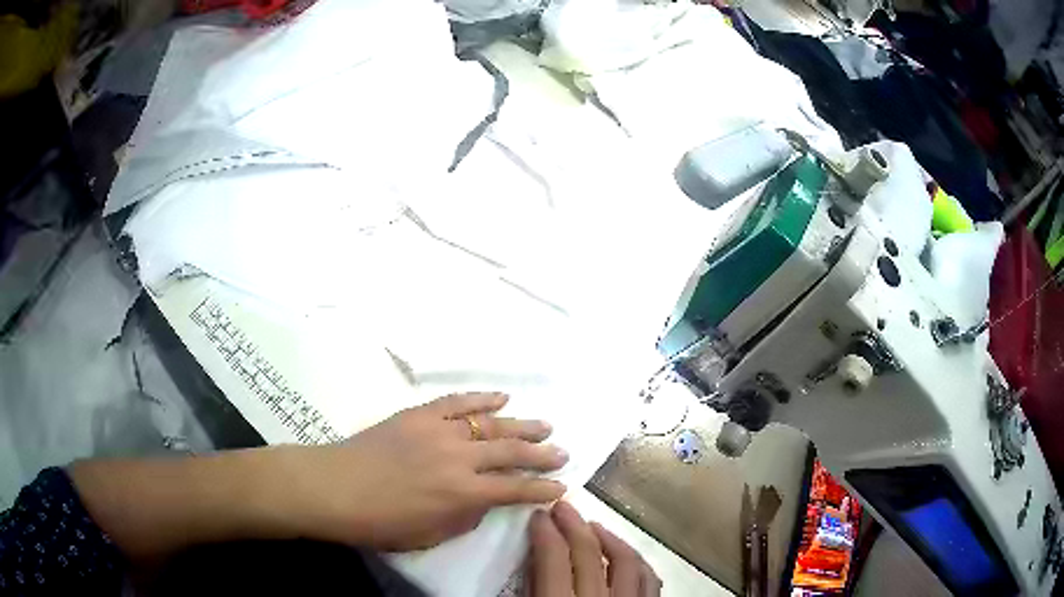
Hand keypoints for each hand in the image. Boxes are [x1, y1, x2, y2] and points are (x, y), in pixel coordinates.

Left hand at [71, 392, 566, 561]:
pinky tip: (500, 398)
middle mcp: (458, 458)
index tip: (561, 488)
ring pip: (492, 425)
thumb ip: (464, 517)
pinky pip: (457, 403)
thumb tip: (483, 503)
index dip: (542, 490)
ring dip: (521, 425)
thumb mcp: (428, 535)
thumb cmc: (377, 522)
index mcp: (462, 493)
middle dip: (542, 454)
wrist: (329, 486)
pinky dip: (481, 399)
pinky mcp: (418, 414)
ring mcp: (439, 430)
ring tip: (545, 424)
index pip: (516, 490)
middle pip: (511, 452)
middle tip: (563, 452)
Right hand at [528, 501, 660, 596]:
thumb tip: (531, 561)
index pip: (554, 559)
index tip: (539, 515)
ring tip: (593, 527)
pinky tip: (626, 556)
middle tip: (562, 508)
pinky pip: (650, 580)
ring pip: (627, 562)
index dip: (545, 533)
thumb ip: (530, 590)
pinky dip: (638, 563)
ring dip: (609, 539)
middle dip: (574, 526)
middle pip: (590, 554)